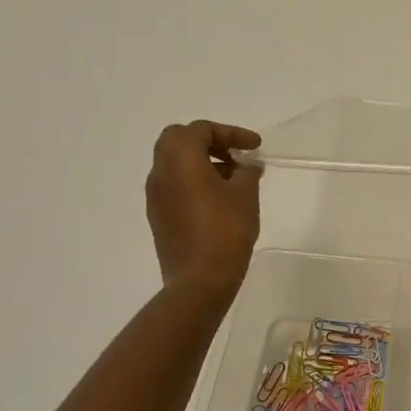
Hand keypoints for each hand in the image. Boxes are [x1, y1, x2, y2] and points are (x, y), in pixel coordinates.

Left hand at [145, 121, 262, 291]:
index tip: (255, 146)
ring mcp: (155, 195)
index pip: (201, 130)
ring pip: (174, 163)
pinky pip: (174, 185)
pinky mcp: (158, 215)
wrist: (199, 280)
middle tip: (235, 155)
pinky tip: (218, 199)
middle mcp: (161, 172)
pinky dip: (193, 180)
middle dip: (208, 141)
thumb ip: (247, 171)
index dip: (231, 133)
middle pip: (178, 140)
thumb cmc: (226, 230)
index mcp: (180, 159)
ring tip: (233, 179)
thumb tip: (246, 166)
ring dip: (201, 162)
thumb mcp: (246, 194)